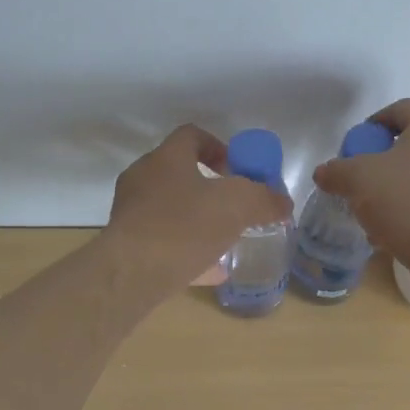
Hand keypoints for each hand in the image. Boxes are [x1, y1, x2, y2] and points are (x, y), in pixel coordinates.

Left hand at [104, 125, 293, 292]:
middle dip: (208, 186)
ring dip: (196, 218)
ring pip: (169, 208)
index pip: (191, 135)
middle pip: (178, 172)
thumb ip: (264, 200)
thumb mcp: (238, 206)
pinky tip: (211, 270)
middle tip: (232, 204)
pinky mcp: (126, 245)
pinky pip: (162, 240)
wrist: (132, 273)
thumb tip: (283, 202)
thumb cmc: (184, 226)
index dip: (218, 147)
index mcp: (166, 158)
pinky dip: (186, 249)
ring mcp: (131, 212)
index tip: (237, 169)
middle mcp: (143, 178)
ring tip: (223, 237)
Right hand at [311, 99, 409, 272]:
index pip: (399, 110)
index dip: (371, 126)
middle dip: (388, 160)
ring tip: (380, 211)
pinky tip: (401, 230)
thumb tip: (325, 173)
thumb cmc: (408, 200)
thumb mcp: (357, 180)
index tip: (353, 151)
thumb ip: (336, 170)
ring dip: (404, 186)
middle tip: (364, 181)